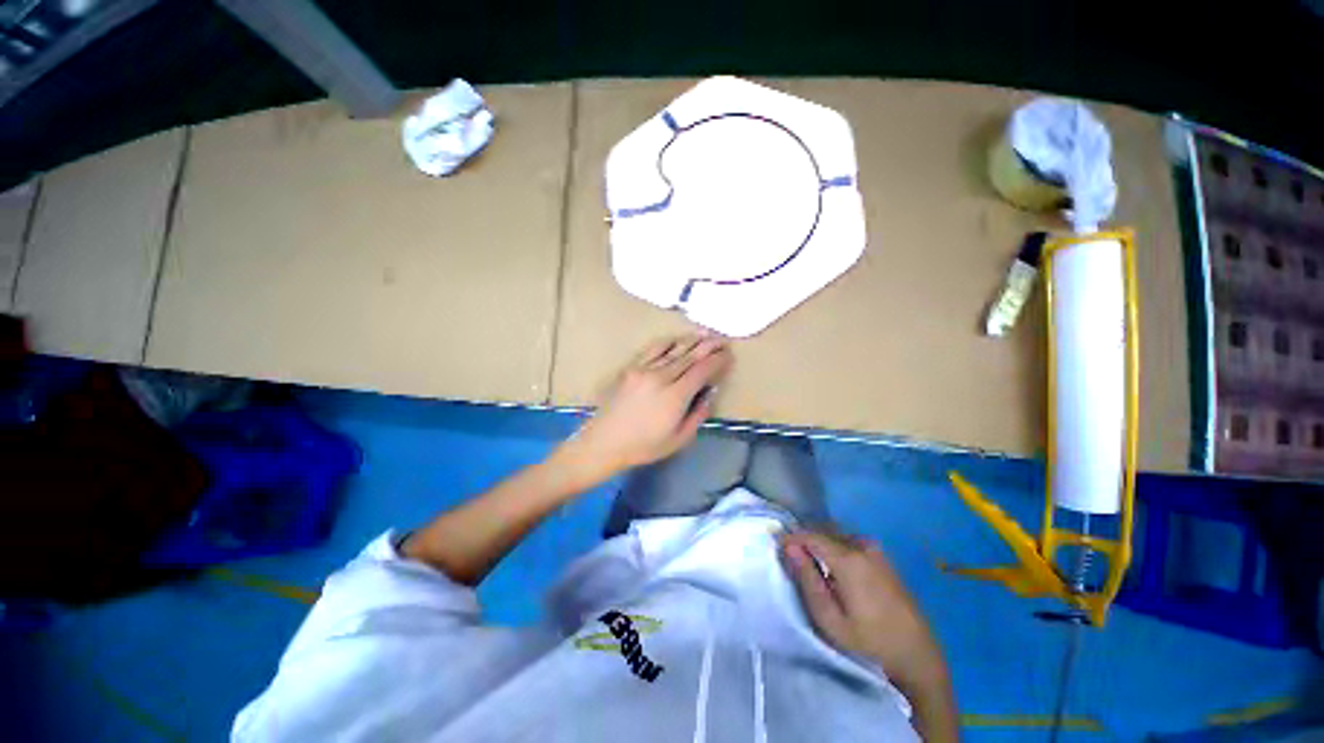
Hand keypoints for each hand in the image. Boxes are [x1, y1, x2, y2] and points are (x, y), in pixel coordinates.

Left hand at [558, 334, 732, 483]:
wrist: (605, 441)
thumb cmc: (644, 446)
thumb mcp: (679, 439)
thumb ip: (698, 414)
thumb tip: (710, 392)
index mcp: (675, 396)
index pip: (702, 371)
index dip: (717, 361)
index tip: (728, 355)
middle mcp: (661, 377)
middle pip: (690, 356)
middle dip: (708, 346)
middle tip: (722, 339)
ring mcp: (644, 369)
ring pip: (673, 350)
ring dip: (691, 340)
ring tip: (705, 333)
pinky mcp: (630, 368)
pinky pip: (652, 349)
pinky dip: (667, 342)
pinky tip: (676, 339)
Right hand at [781, 531, 948, 693]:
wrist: (917, 657)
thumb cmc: (868, 642)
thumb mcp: (829, 619)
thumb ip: (807, 579)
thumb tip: (789, 547)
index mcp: (848, 558)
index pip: (810, 535)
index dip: (791, 538)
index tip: (777, 547)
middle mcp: (862, 546)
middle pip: (824, 531)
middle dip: (804, 539)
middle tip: (790, 557)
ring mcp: (876, 551)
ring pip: (837, 536)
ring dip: (820, 544)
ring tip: (809, 563)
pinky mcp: (884, 559)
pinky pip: (850, 543)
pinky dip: (835, 548)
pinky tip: (833, 569)